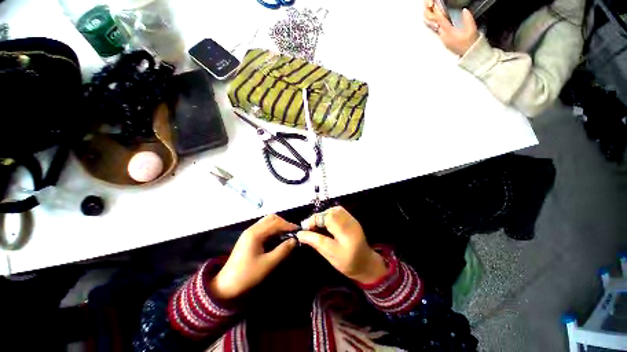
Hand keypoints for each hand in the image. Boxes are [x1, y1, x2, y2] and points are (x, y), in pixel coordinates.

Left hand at [210, 215, 297, 299]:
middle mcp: (252, 229)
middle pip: (271, 218)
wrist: (226, 286)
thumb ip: (283, 250)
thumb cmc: (247, 275)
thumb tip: (295, 240)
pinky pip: (263, 227)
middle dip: (283, 223)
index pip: (276, 223)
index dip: (288, 225)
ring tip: (287, 234)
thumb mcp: (268, 264)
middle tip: (292, 232)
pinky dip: (272, 229)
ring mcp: (249, 232)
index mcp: (255, 233)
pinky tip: (277, 237)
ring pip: (267, 221)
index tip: (299, 230)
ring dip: (278, 225)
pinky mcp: (248, 237)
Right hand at [297, 206, 387, 284]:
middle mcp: (350, 222)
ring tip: (317, 226)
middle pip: (329, 212)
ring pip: (333, 210)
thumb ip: (316, 242)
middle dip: (317, 218)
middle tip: (310, 229)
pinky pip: (338, 210)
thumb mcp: (330, 255)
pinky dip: (329, 214)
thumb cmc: (348, 263)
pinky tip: (326, 223)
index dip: (313, 222)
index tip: (304, 230)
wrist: (366, 263)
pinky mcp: (351, 218)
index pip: (327, 219)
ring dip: (322, 216)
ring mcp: (351, 219)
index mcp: (346, 233)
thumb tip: (300, 233)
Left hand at [423, 0, 479, 56]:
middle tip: (435, 8)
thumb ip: (468, 19)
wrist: (470, 54)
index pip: (441, 20)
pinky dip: (440, 26)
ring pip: (438, 29)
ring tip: (438, 14)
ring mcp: (444, 40)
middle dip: (436, 16)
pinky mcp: (446, 42)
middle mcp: (444, 37)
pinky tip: (442, 24)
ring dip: (438, 21)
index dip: (438, 12)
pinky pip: (441, 32)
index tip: (435, 6)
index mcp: (449, 33)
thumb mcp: (471, 29)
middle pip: (437, 24)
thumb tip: (464, 10)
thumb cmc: (471, 43)